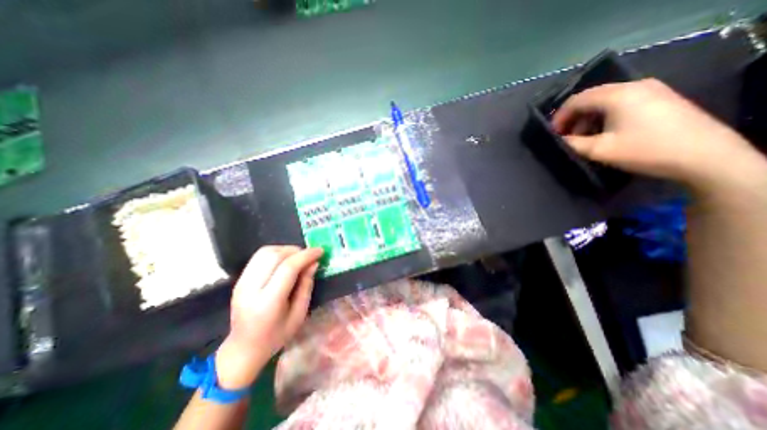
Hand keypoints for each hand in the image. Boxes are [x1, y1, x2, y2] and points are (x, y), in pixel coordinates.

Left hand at [216, 245, 322, 389]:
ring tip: (298, 257)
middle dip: (296, 251)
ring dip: (285, 250)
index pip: (287, 268)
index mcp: (267, 303)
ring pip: (265, 252)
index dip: (306, 256)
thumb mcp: (299, 314)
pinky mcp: (239, 279)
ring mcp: (241, 283)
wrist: (243, 348)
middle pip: (274, 256)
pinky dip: (276, 253)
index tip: (320, 251)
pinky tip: (285, 261)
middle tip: (310, 255)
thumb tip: (314, 263)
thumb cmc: (276, 336)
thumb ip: (306, 285)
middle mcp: (250, 289)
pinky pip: (259, 257)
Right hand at [551, 78, 759, 190]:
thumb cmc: (644, 150)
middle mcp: (633, 85)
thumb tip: (559, 139)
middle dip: (574, 117)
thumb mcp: (599, 150)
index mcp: (617, 95)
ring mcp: (650, 89)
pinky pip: (621, 102)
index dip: (559, 116)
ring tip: (585, 137)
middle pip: (591, 97)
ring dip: (589, 117)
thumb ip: (572, 143)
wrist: (704, 155)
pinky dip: (605, 115)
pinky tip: (605, 131)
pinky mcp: (660, 98)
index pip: (577, 99)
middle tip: (566, 136)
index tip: (553, 134)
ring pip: (606, 100)